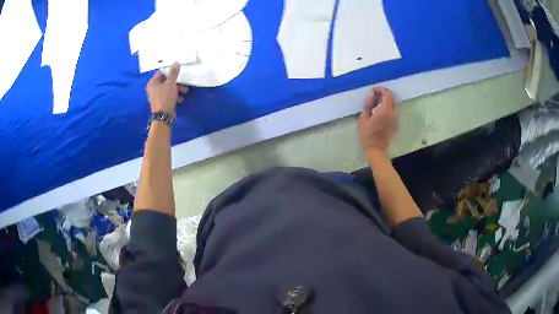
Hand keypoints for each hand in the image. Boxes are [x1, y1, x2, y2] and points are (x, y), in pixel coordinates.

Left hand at [146, 62, 188, 113]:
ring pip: (168, 88)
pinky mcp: (160, 102)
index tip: (178, 72)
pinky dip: (174, 96)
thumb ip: (173, 73)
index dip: (170, 71)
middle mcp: (152, 88)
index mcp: (152, 83)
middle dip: (176, 82)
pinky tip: (180, 99)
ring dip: (177, 89)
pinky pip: (167, 96)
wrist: (163, 116)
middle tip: (184, 83)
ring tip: (185, 91)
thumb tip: (176, 63)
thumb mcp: (170, 83)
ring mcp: (156, 96)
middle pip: (165, 81)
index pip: (161, 73)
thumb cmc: (165, 97)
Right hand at [358, 87, 397, 156]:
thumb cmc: (367, 134)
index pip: (387, 94)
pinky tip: (380, 114)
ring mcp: (396, 119)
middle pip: (392, 98)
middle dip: (384, 94)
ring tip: (376, 105)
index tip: (374, 91)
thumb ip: (368, 104)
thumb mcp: (363, 118)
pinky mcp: (396, 123)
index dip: (381, 89)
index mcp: (385, 111)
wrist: (376, 149)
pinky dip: (388, 108)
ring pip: (393, 104)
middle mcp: (393, 113)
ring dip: (386, 101)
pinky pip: (393, 111)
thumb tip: (372, 94)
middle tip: (375, 97)